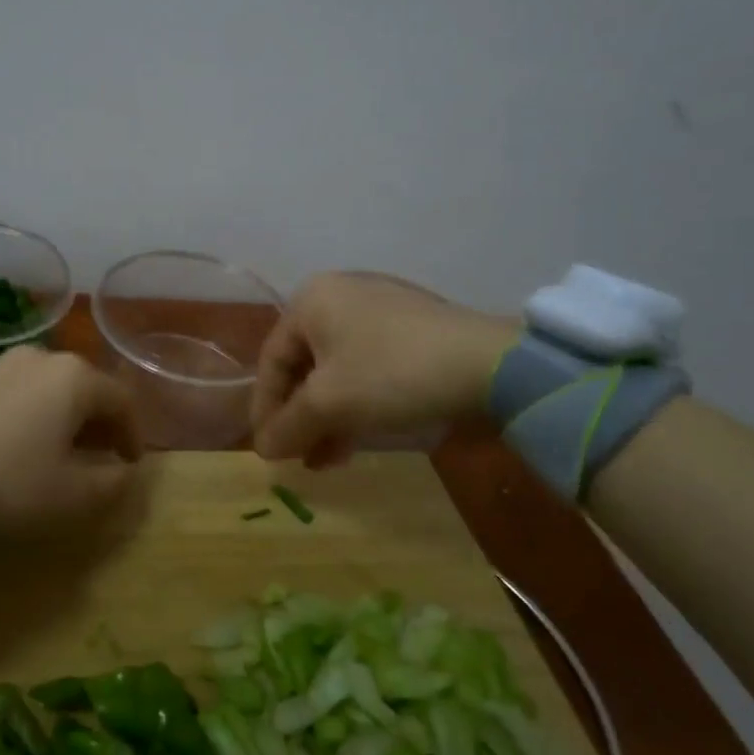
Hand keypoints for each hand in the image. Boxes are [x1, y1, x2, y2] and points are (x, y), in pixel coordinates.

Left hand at [0, 346, 143, 532]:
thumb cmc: (9, 481)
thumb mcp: (72, 496)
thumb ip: (112, 481)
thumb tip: (123, 470)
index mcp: (75, 377)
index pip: (121, 400)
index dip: (133, 433)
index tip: (130, 463)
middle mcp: (42, 357)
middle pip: (85, 388)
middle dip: (98, 422)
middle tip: (98, 456)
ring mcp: (2, 362)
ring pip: (49, 388)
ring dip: (62, 416)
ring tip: (57, 450)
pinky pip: (17, 391)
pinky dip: (30, 413)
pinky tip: (18, 441)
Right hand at [251, 272, 515, 465]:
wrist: (491, 364)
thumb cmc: (391, 373)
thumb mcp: (329, 404)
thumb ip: (288, 426)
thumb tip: (263, 448)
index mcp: (312, 300)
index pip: (272, 360)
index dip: (265, 409)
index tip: (267, 450)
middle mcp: (342, 296)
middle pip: (305, 366)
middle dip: (300, 416)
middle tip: (298, 455)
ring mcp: (381, 310)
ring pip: (338, 371)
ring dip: (327, 417)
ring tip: (327, 458)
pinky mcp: (413, 330)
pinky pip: (369, 368)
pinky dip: (357, 403)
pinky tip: (358, 437)